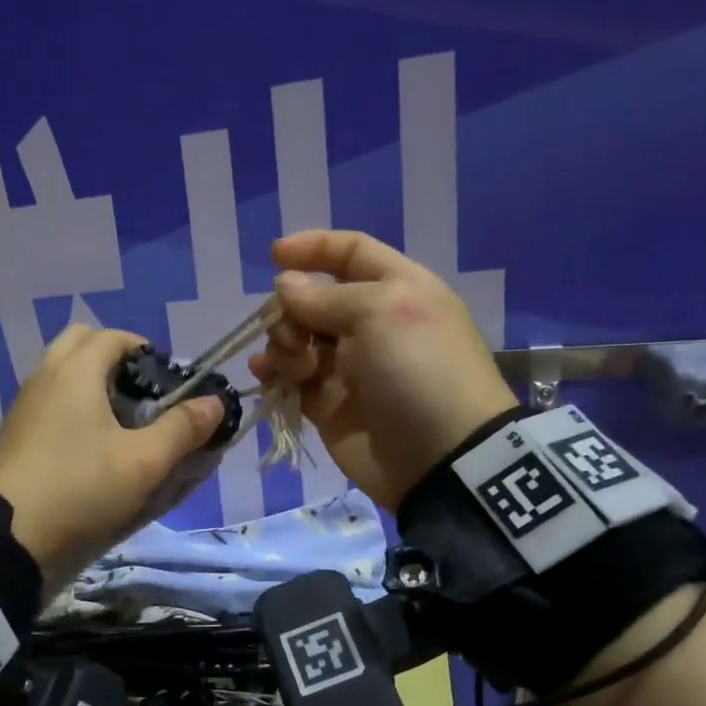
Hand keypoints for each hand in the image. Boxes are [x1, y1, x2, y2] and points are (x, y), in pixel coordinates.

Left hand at [0, 326, 223, 577]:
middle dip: (115, 359)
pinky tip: (88, 447)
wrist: (6, 536)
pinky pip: (48, 400)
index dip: (147, 352)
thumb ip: (183, 428)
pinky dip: (71, 407)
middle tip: (140, 396)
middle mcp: (45, 376)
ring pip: (61, 372)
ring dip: (92, 384)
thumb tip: (214, 402)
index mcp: (75, 371)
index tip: (168, 385)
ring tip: (119, 426)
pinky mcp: (13, 433)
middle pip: (82, 344)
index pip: (115, 337)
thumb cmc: (81, 488)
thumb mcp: (144, 463)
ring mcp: (23, 404)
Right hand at [250, 230, 517, 509]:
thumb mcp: (380, 313)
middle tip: (296, 335)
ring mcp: (347, 367)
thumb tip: (286, 285)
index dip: (314, 249)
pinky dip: (274, 374)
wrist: (440, 456)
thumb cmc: (419, 370)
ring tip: (294, 366)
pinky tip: (264, 376)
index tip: (273, 256)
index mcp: (396, 290)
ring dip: (283, 344)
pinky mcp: (328, 405)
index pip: (351, 253)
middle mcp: (370, 324)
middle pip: (313, 299)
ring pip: (296, 339)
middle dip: (292, 309)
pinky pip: (290, 379)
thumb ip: (324, 297)